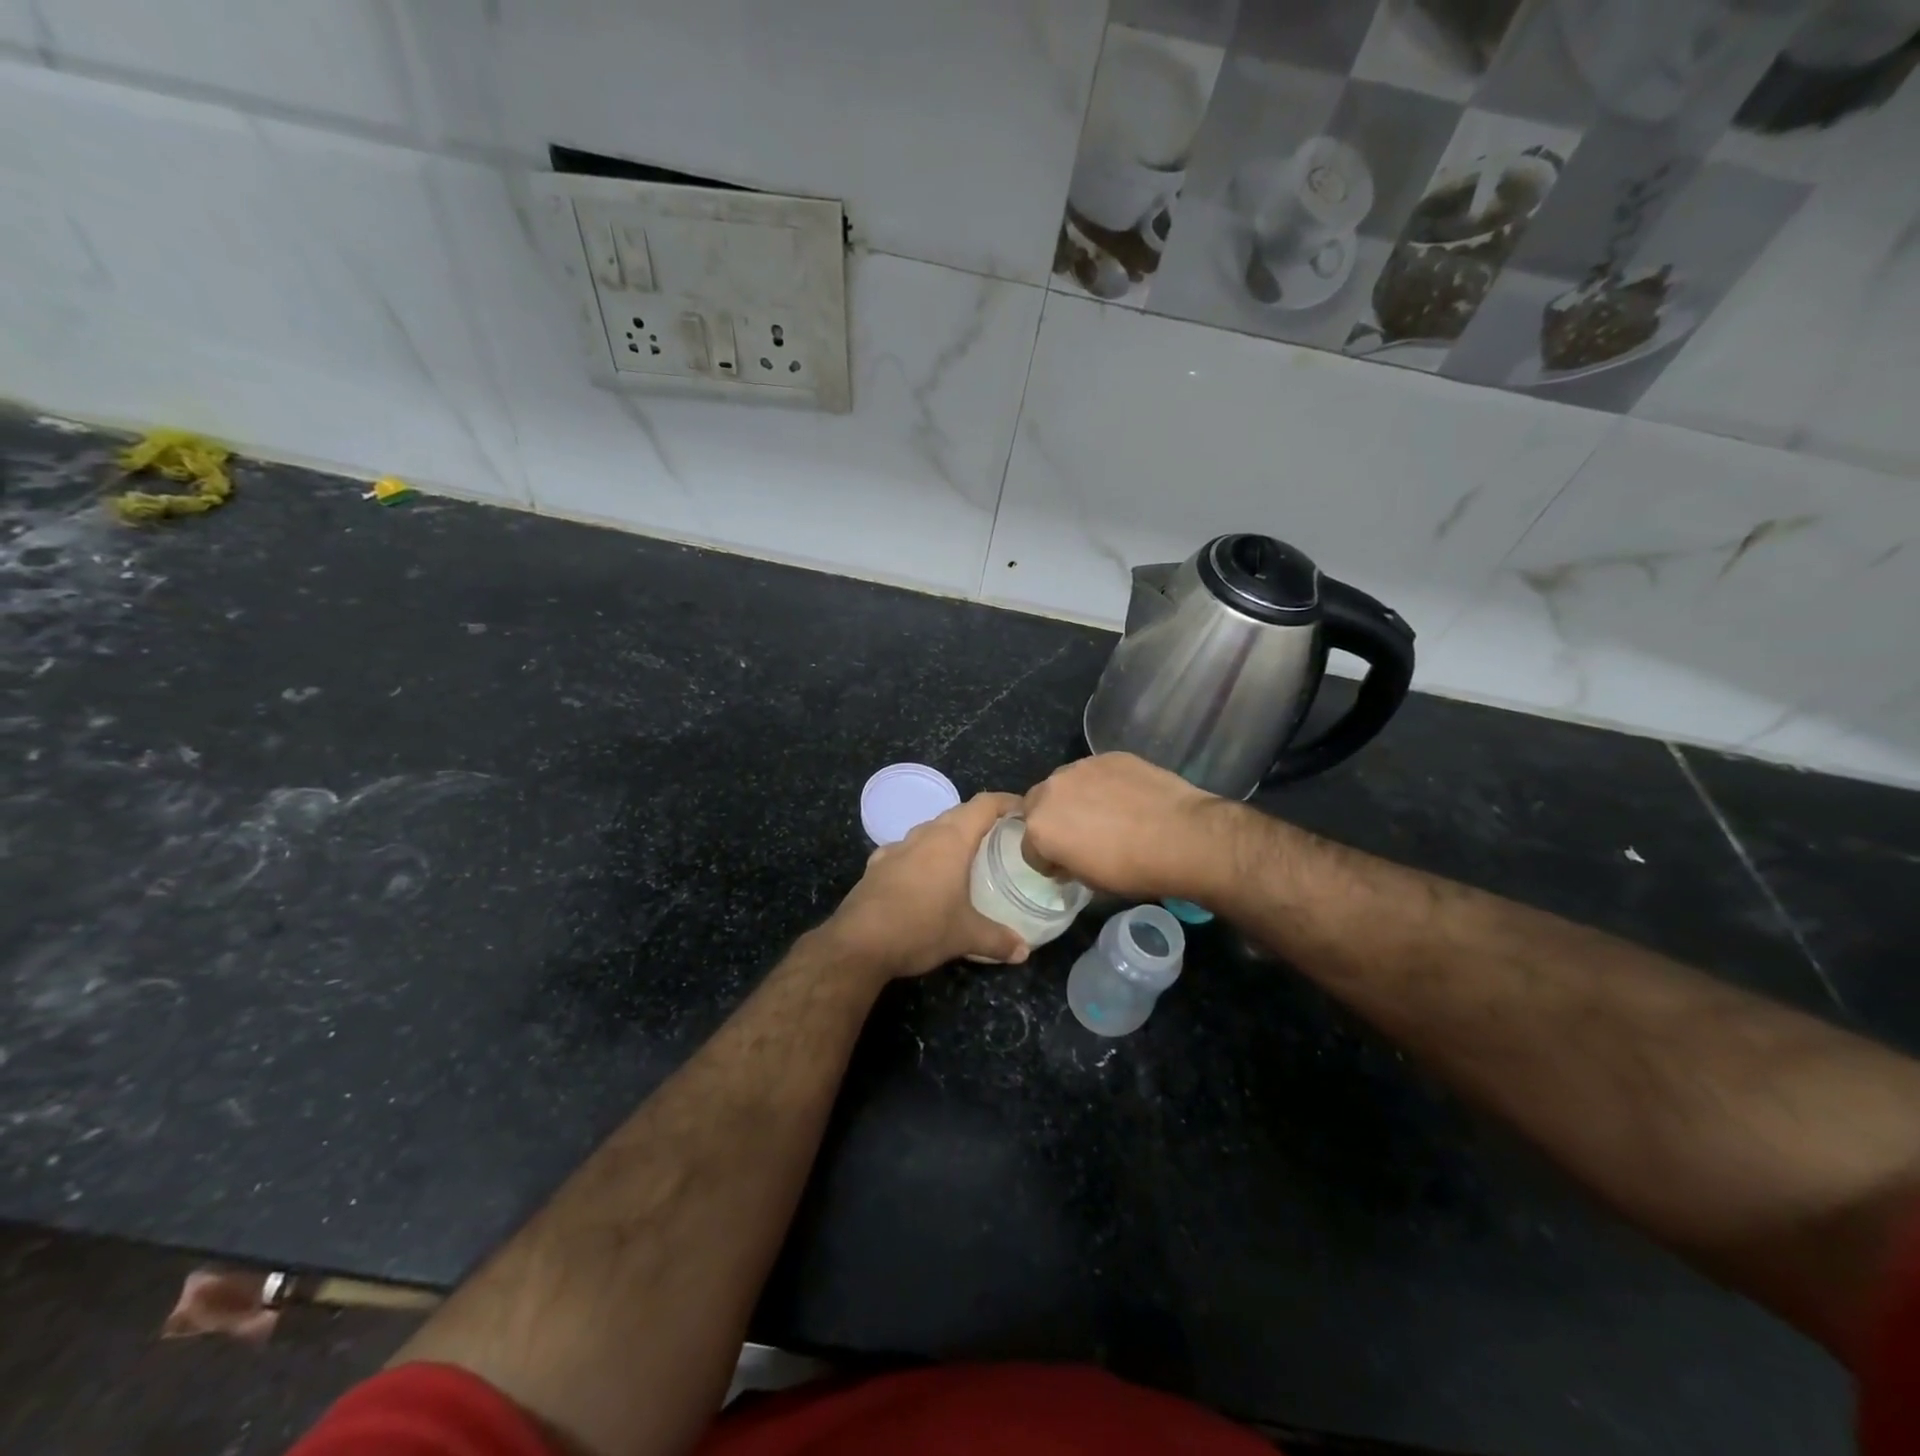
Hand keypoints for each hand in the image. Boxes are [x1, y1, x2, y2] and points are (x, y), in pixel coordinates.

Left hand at [821, 792, 1028, 979]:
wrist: (859, 943)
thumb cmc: (921, 928)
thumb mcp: (966, 936)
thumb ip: (998, 940)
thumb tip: (1024, 951)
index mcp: (951, 840)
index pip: (984, 805)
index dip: (1006, 802)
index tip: (1024, 810)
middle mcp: (924, 835)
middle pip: (957, 813)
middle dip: (980, 819)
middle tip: (1001, 835)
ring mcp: (896, 848)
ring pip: (929, 830)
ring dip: (948, 836)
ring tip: (965, 855)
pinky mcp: (876, 865)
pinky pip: (905, 850)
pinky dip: (920, 855)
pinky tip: (922, 874)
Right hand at [1022, 753, 1232, 901]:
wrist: (1182, 837)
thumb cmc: (1133, 869)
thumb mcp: (1091, 882)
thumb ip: (1068, 863)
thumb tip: (1069, 858)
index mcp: (1041, 827)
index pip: (1029, 848)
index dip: (1046, 860)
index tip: (1065, 867)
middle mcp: (1051, 790)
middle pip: (1037, 805)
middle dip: (1051, 820)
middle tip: (1079, 835)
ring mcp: (1081, 767)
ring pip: (1065, 783)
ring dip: (1075, 798)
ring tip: (1105, 813)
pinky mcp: (1109, 756)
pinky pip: (1095, 772)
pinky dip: (1103, 784)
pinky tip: (1126, 798)